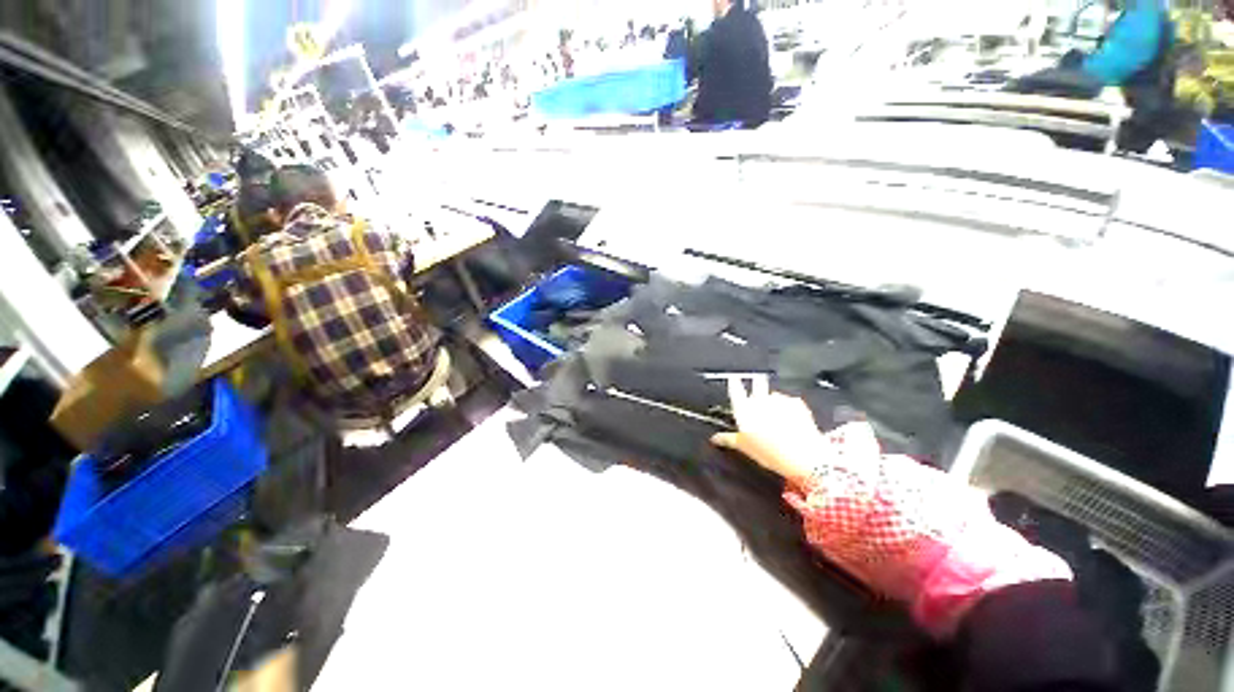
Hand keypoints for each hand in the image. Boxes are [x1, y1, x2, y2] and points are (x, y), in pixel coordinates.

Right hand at [710, 377, 825, 481]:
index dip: (734, 383)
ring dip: (773, 402)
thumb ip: (729, 439)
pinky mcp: (796, 402)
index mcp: (744, 409)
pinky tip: (791, 421)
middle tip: (759, 396)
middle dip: (757, 386)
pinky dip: (789, 408)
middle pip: (757, 385)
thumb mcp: (744, 447)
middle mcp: (760, 400)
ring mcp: (779, 399)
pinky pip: (789, 401)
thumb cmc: (769, 452)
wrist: (802, 455)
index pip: (735, 389)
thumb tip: (716, 438)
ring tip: (777, 418)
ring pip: (773, 395)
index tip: (734, 379)